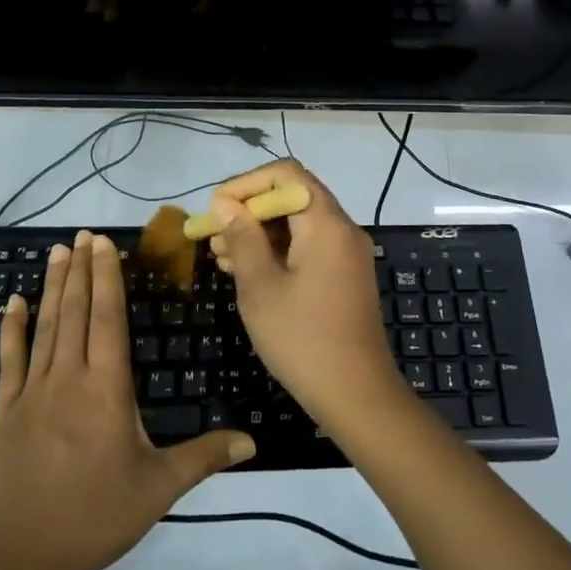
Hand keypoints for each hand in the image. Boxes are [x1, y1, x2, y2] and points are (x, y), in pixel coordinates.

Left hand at [0, 232, 255, 569]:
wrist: (19, 562)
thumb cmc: (95, 518)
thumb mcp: (158, 488)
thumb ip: (204, 457)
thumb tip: (252, 441)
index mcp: (107, 388)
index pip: (108, 317)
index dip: (107, 277)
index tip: (103, 243)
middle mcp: (69, 377)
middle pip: (77, 311)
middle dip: (82, 270)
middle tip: (82, 234)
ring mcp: (32, 392)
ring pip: (46, 326)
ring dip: (53, 286)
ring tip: (57, 252)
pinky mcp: (5, 411)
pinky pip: (10, 359)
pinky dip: (11, 328)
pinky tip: (12, 302)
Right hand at [208, 163, 406, 429]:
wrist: (357, 395)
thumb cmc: (302, 338)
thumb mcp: (260, 286)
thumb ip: (243, 238)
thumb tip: (226, 203)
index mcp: (325, 223)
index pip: (285, 174)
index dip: (246, 184)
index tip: (216, 208)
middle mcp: (342, 229)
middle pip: (292, 197)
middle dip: (250, 211)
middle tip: (213, 235)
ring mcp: (346, 253)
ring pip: (298, 224)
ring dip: (260, 234)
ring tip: (221, 257)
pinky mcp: (345, 275)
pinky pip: (308, 247)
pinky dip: (278, 252)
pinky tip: (247, 273)